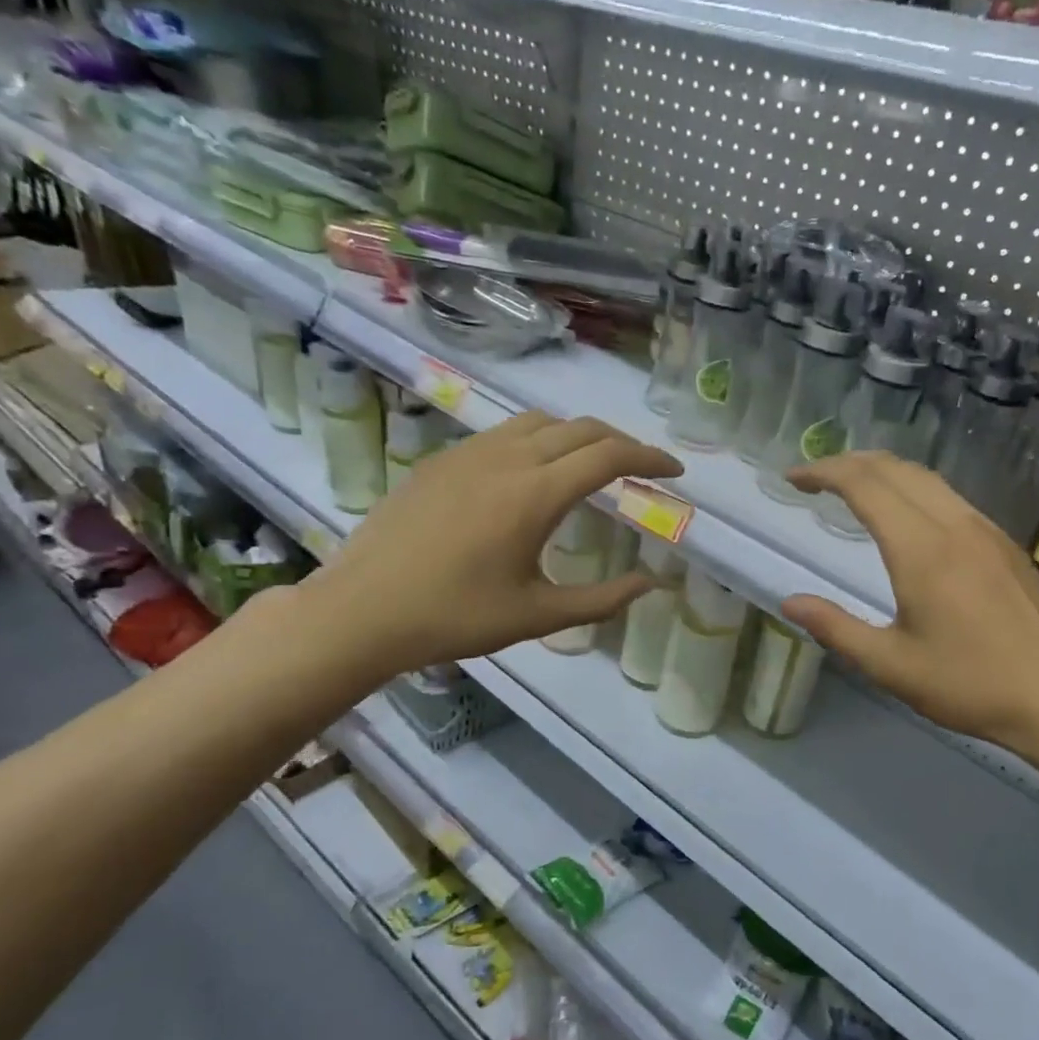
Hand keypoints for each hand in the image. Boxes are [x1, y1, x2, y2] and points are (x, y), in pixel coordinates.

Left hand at [299, 412, 681, 683]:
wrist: (364, 610)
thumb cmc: (456, 617)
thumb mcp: (539, 615)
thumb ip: (603, 599)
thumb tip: (653, 583)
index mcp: (536, 494)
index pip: (610, 455)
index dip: (650, 458)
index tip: (674, 471)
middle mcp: (507, 458)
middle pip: (581, 428)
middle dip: (621, 442)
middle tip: (642, 468)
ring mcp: (469, 453)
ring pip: (539, 422)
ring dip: (578, 435)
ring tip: (592, 464)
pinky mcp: (441, 459)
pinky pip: (503, 433)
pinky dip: (538, 441)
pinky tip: (532, 473)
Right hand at [780, 453, 1038, 772]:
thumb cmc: (969, 685)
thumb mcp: (890, 666)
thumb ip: (835, 628)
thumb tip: (790, 602)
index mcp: (921, 550)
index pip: (865, 485)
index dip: (824, 472)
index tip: (793, 478)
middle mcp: (955, 526)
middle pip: (896, 469)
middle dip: (850, 463)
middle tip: (815, 478)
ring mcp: (986, 531)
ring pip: (927, 479)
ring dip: (883, 473)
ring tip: (852, 489)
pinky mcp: (1004, 544)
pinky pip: (950, 498)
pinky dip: (913, 490)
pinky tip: (906, 517)